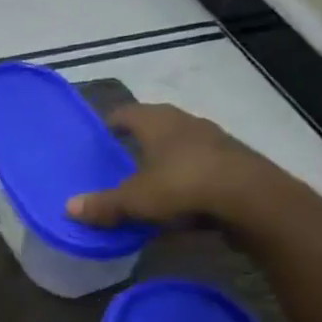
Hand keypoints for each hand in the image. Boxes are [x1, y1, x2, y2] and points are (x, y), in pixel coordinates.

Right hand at [65, 103, 315, 236]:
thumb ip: (104, 204)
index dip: (112, 123)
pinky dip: (188, 181)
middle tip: (122, 162)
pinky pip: (201, 169)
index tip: (100, 138)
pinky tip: (182, 203)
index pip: (127, 113)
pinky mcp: (235, 164)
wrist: (252, 199)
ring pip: (182, 147)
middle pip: (156, 126)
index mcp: (158, 121)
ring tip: (150, 184)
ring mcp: (215, 141)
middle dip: (139, 142)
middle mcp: (186, 123)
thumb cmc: (183, 186)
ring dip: (166, 162)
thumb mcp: (135, 200)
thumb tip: (69, 208)